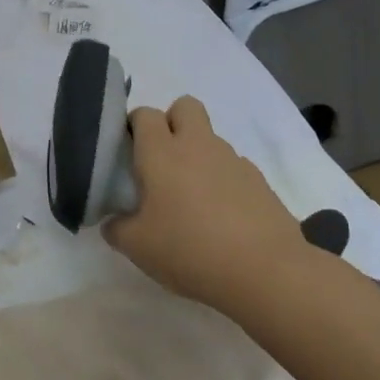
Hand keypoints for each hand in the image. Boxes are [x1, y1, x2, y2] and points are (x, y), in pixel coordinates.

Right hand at [103, 96, 306, 313]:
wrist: (266, 273)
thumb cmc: (190, 251)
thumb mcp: (137, 247)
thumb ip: (117, 228)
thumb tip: (113, 221)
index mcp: (162, 152)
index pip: (144, 114)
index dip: (135, 126)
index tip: (129, 152)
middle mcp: (197, 146)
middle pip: (185, 106)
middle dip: (172, 122)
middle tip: (163, 160)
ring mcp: (233, 161)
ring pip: (210, 139)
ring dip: (199, 156)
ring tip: (193, 200)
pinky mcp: (259, 182)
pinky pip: (234, 168)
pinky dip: (224, 182)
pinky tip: (223, 217)